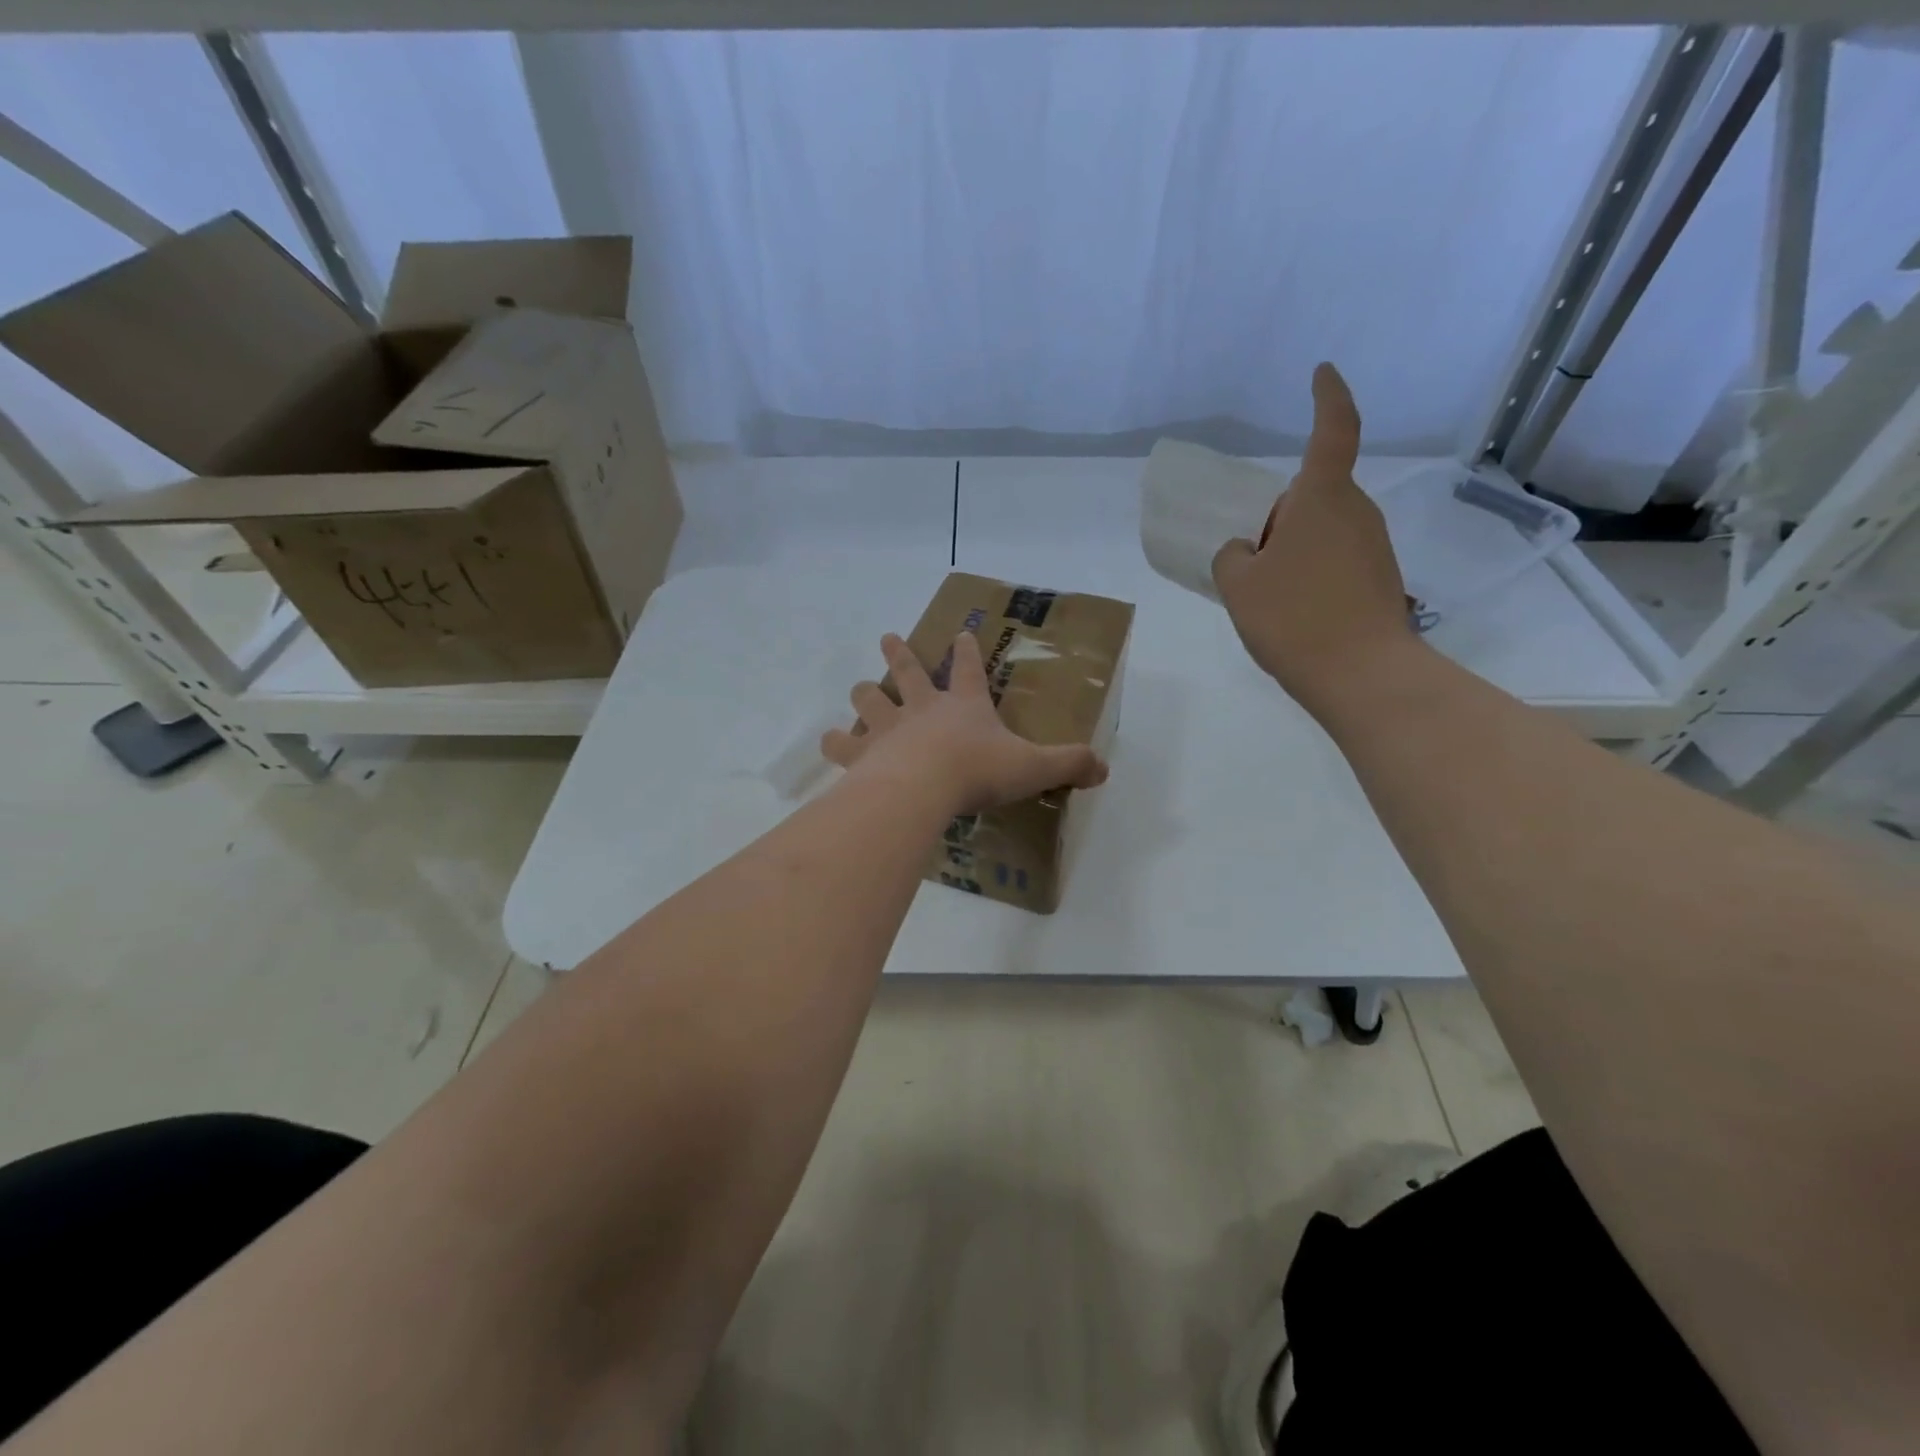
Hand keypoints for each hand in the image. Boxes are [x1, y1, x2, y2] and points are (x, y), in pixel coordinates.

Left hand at [822, 632, 1108, 814]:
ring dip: (865, 692)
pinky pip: (842, 743)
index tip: (961, 632)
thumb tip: (1104, 768)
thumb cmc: (978, 772)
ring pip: (870, 699)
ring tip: (860, 687)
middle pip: (908, 672)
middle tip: (888, 637)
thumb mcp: (1033, 768)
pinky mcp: (862, 753)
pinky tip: (830, 741)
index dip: (968, 651)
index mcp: (965, 706)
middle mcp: (923, 708)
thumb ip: (1068, 765)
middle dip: (900, 653)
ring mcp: (888, 727)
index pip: (970, 669)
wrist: (922, 788)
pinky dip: (836, 741)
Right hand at [1211, 362, 1415, 708]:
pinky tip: (1294, 612)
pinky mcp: (1380, 578)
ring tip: (1268, 595)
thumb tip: (1246, 551)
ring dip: (1293, 549)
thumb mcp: (1238, 585)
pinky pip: (1335, 559)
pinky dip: (1310, 573)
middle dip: (1281, 516)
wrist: (1362, 676)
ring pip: (1323, 530)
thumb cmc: (1293, 618)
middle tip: (1250, 558)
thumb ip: (1232, 556)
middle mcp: (1355, 512)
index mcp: (1321, 499)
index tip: (1322, 373)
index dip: (1328, 397)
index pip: (1333, 430)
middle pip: (1313, 495)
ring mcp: (1373, 546)